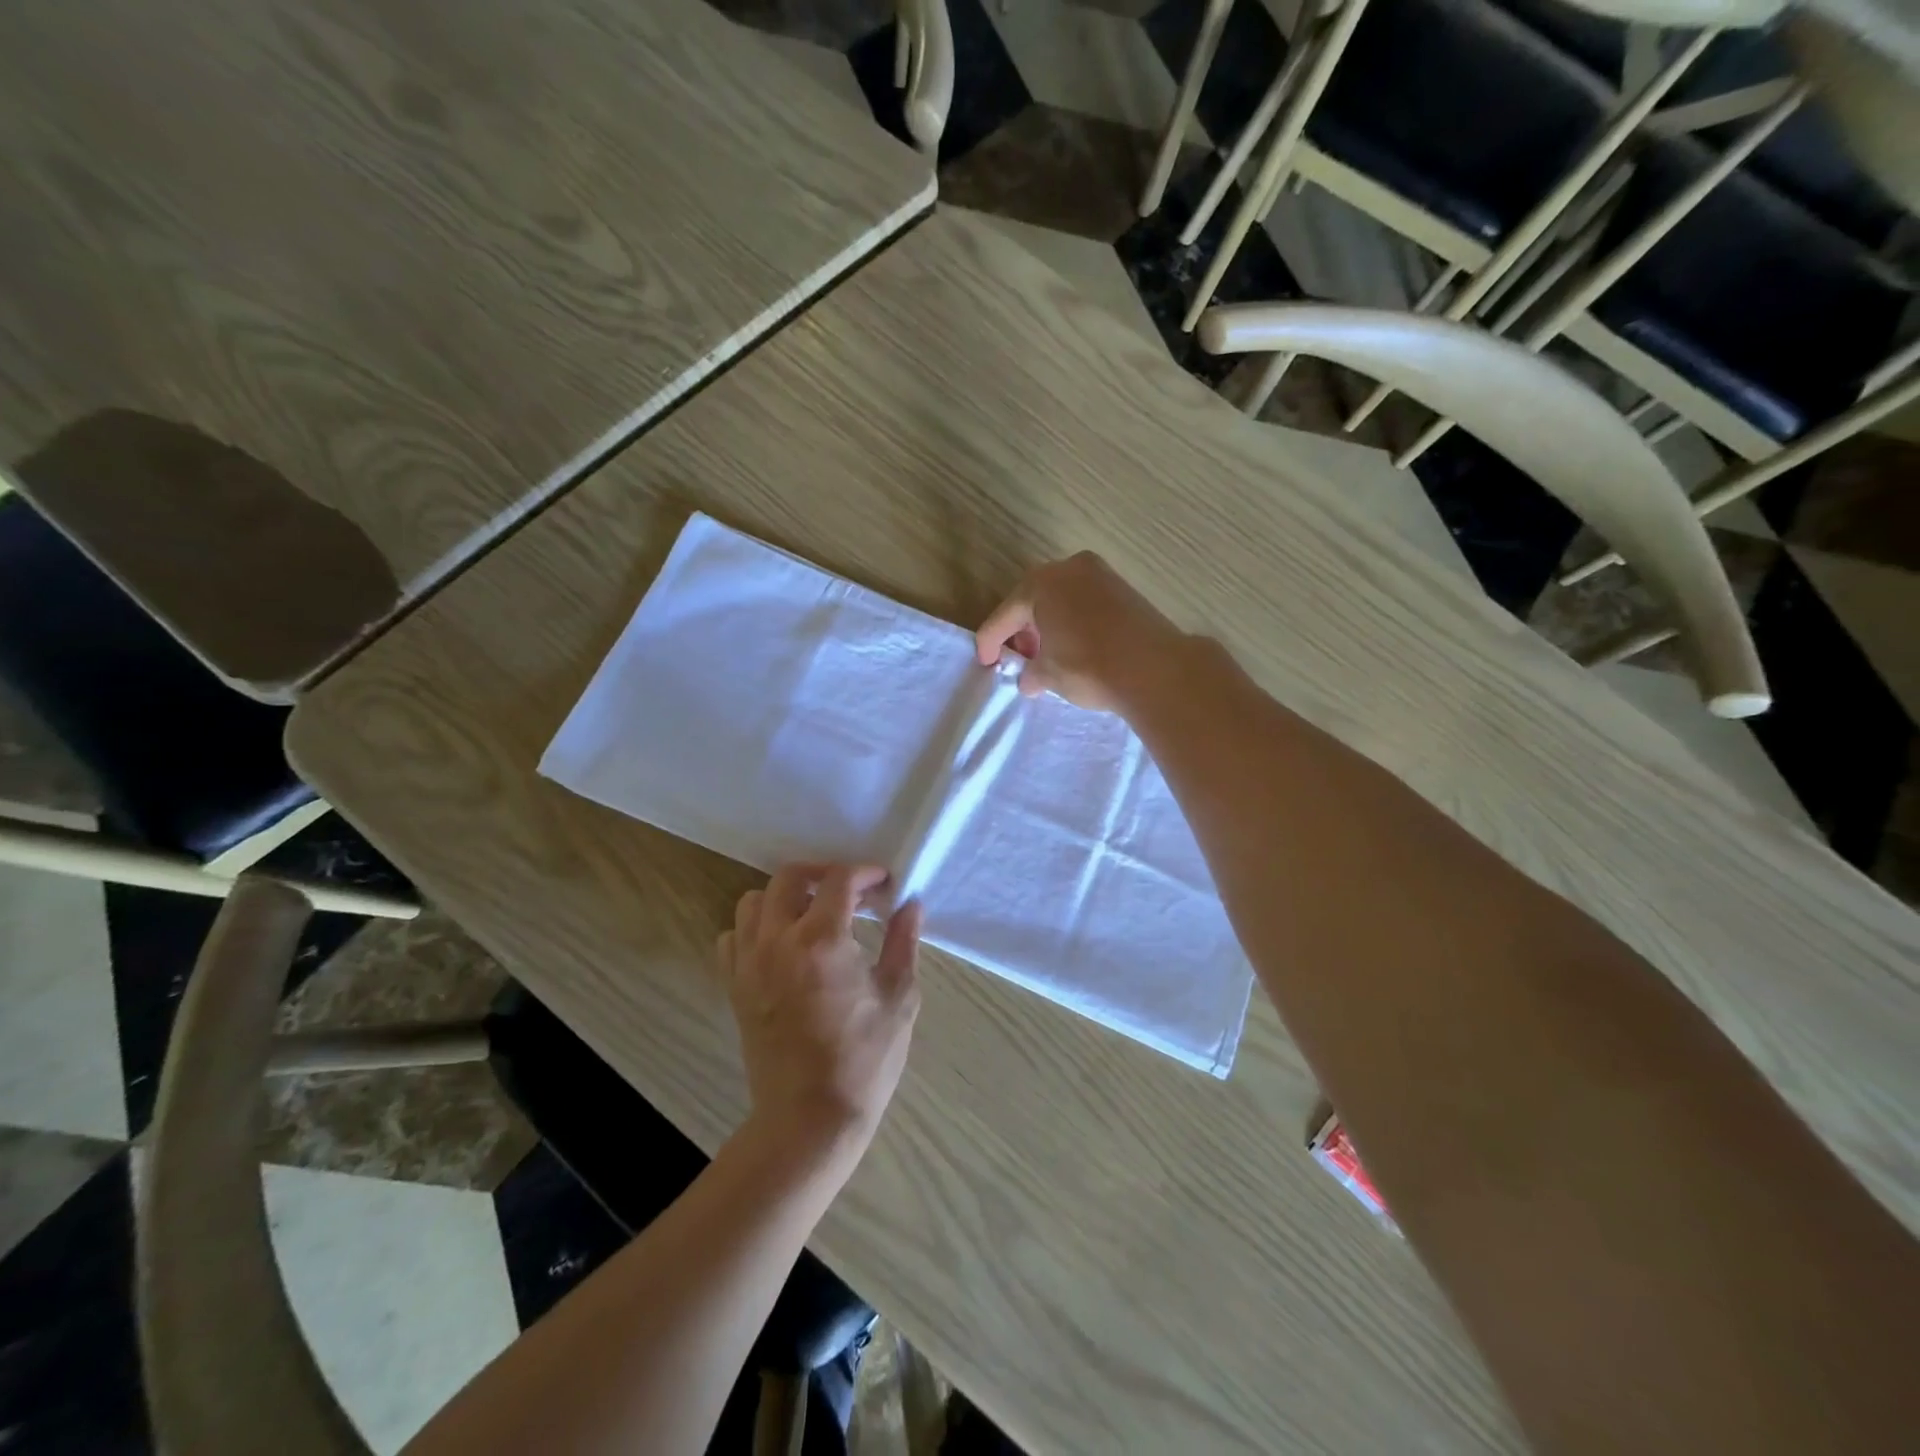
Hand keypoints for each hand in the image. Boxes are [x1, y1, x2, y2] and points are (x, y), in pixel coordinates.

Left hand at [717, 864, 921, 1174]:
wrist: (810, 1119)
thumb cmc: (864, 1059)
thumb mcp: (899, 997)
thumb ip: (903, 942)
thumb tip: (911, 905)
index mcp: (822, 940)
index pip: (839, 881)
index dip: (864, 874)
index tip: (883, 884)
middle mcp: (778, 941)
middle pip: (788, 877)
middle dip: (822, 874)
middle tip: (849, 892)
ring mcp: (749, 964)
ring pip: (753, 902)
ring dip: (784, 898)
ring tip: (812, 915)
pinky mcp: (734, 988)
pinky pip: (732, 938)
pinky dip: (754, 929)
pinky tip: (780, 946)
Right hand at [974, 553, 1184, 711]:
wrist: (1154, 668)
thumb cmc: (1088, 667)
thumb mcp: (1049, 675)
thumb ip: (1031, 673)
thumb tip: (1029, 680)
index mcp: (1039, 584)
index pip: (1002, 617)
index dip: (990, 644)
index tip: (988, 664)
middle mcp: (1068, 569)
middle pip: (1031, 601)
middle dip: (1022, 631)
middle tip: (1021, 659)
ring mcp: (1100, 574)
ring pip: (1061, 599)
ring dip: (1049, 625)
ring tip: (1048, 656)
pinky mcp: (1123, 588)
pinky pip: (1085, 603)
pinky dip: (1073, 621)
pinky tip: (1075, 647)